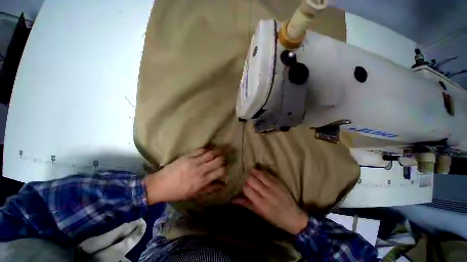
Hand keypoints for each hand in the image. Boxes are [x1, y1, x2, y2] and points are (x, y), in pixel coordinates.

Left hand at [144, 149, 225, 203]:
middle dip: (222, 159)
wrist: (160, 185)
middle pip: (218, 160)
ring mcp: (194, 161)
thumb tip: (223, 184)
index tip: (222, 169)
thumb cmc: (178, 192)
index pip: (220, 171)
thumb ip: (210, 188)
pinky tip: (206, 152)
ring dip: (216, 153)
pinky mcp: (188, 156)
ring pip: (211, 153)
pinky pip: (201, 150)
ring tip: (216, 154)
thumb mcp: (195, 193)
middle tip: (221, 159)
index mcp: (203, 181)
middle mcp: (201, 170)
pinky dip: (206, 150)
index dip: (224, 169)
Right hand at [232, 169, 307, 234]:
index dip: (243, 186)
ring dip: (253, 172)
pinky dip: (261, 172)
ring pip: (259, 174)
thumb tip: (233, 200)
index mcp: (261, 204)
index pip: (247, 189)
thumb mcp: (260, 214)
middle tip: (246, 180)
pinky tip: (258, 172)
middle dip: (247, 179)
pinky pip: (267, 174)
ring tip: (250, 172)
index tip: (243, 187)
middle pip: (252, 180)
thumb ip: (247, 204)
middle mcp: (267, 194)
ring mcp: (274, 186)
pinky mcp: (279, 182)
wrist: (294, 217)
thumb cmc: (275, 218)